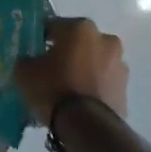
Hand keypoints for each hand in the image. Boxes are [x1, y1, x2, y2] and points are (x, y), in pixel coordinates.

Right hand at [14, 16, 128, 124]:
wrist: (86, 126)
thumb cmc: (54, 89)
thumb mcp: (25, 72)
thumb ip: (26, 60)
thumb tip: (30, 61)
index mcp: (80, 28)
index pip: (53, 26)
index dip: (40, 39)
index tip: (32, 52)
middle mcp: (105, 39)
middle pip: (78, 43)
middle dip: (66, 53)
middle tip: (49, 70)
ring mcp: (119, 65)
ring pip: (94, 62)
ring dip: (82, 70)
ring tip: (66, 90)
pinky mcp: (125, 89)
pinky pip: (102, 83)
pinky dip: (93, 87)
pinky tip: (79, 103)